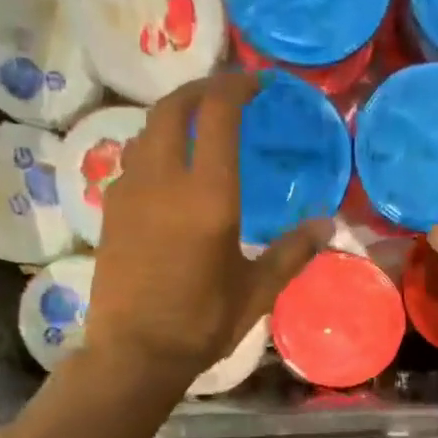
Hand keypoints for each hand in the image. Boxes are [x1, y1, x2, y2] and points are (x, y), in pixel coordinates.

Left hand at [85, 73, 329, 380]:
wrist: (135, 353)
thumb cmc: (202, 323)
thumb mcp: (257, 291)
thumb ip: (292, 252)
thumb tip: (327, 225)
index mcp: (207, 195)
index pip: (217, 113)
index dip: (238, 86)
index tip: (258, 84)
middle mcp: (163, 179)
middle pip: (172, 106)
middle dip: (201, 88)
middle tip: (227, 93)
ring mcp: (129, 192)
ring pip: (146, 130)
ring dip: (173, 116)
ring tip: (197, 128)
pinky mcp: (110, 210)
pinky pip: (132, 160)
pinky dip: (154, 147)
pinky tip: (170, 173)